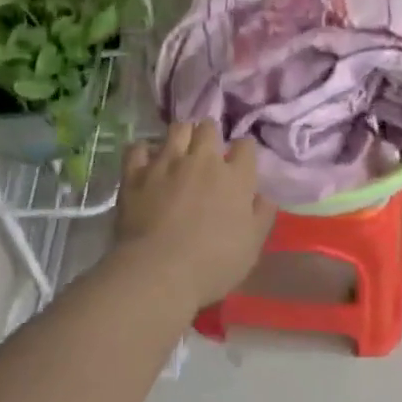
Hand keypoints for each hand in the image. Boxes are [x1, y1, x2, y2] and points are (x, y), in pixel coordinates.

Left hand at [113, 120, 275, 310]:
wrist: (158, 272)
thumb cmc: (213, 264)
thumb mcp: (252, 246)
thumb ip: (262, 215)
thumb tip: (264, 195)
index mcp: (235, 177)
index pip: (245, 145)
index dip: (243, 150)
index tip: (239, 161)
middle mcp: (203, 160)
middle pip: (209, 128)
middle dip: (209, 135)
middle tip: (206, 152)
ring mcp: (167, 163)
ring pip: (177, 129)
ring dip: (181, 135)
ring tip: (178, 150)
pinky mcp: (136, 173)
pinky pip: (139, 147)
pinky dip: (144, 151)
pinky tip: (146, 161)